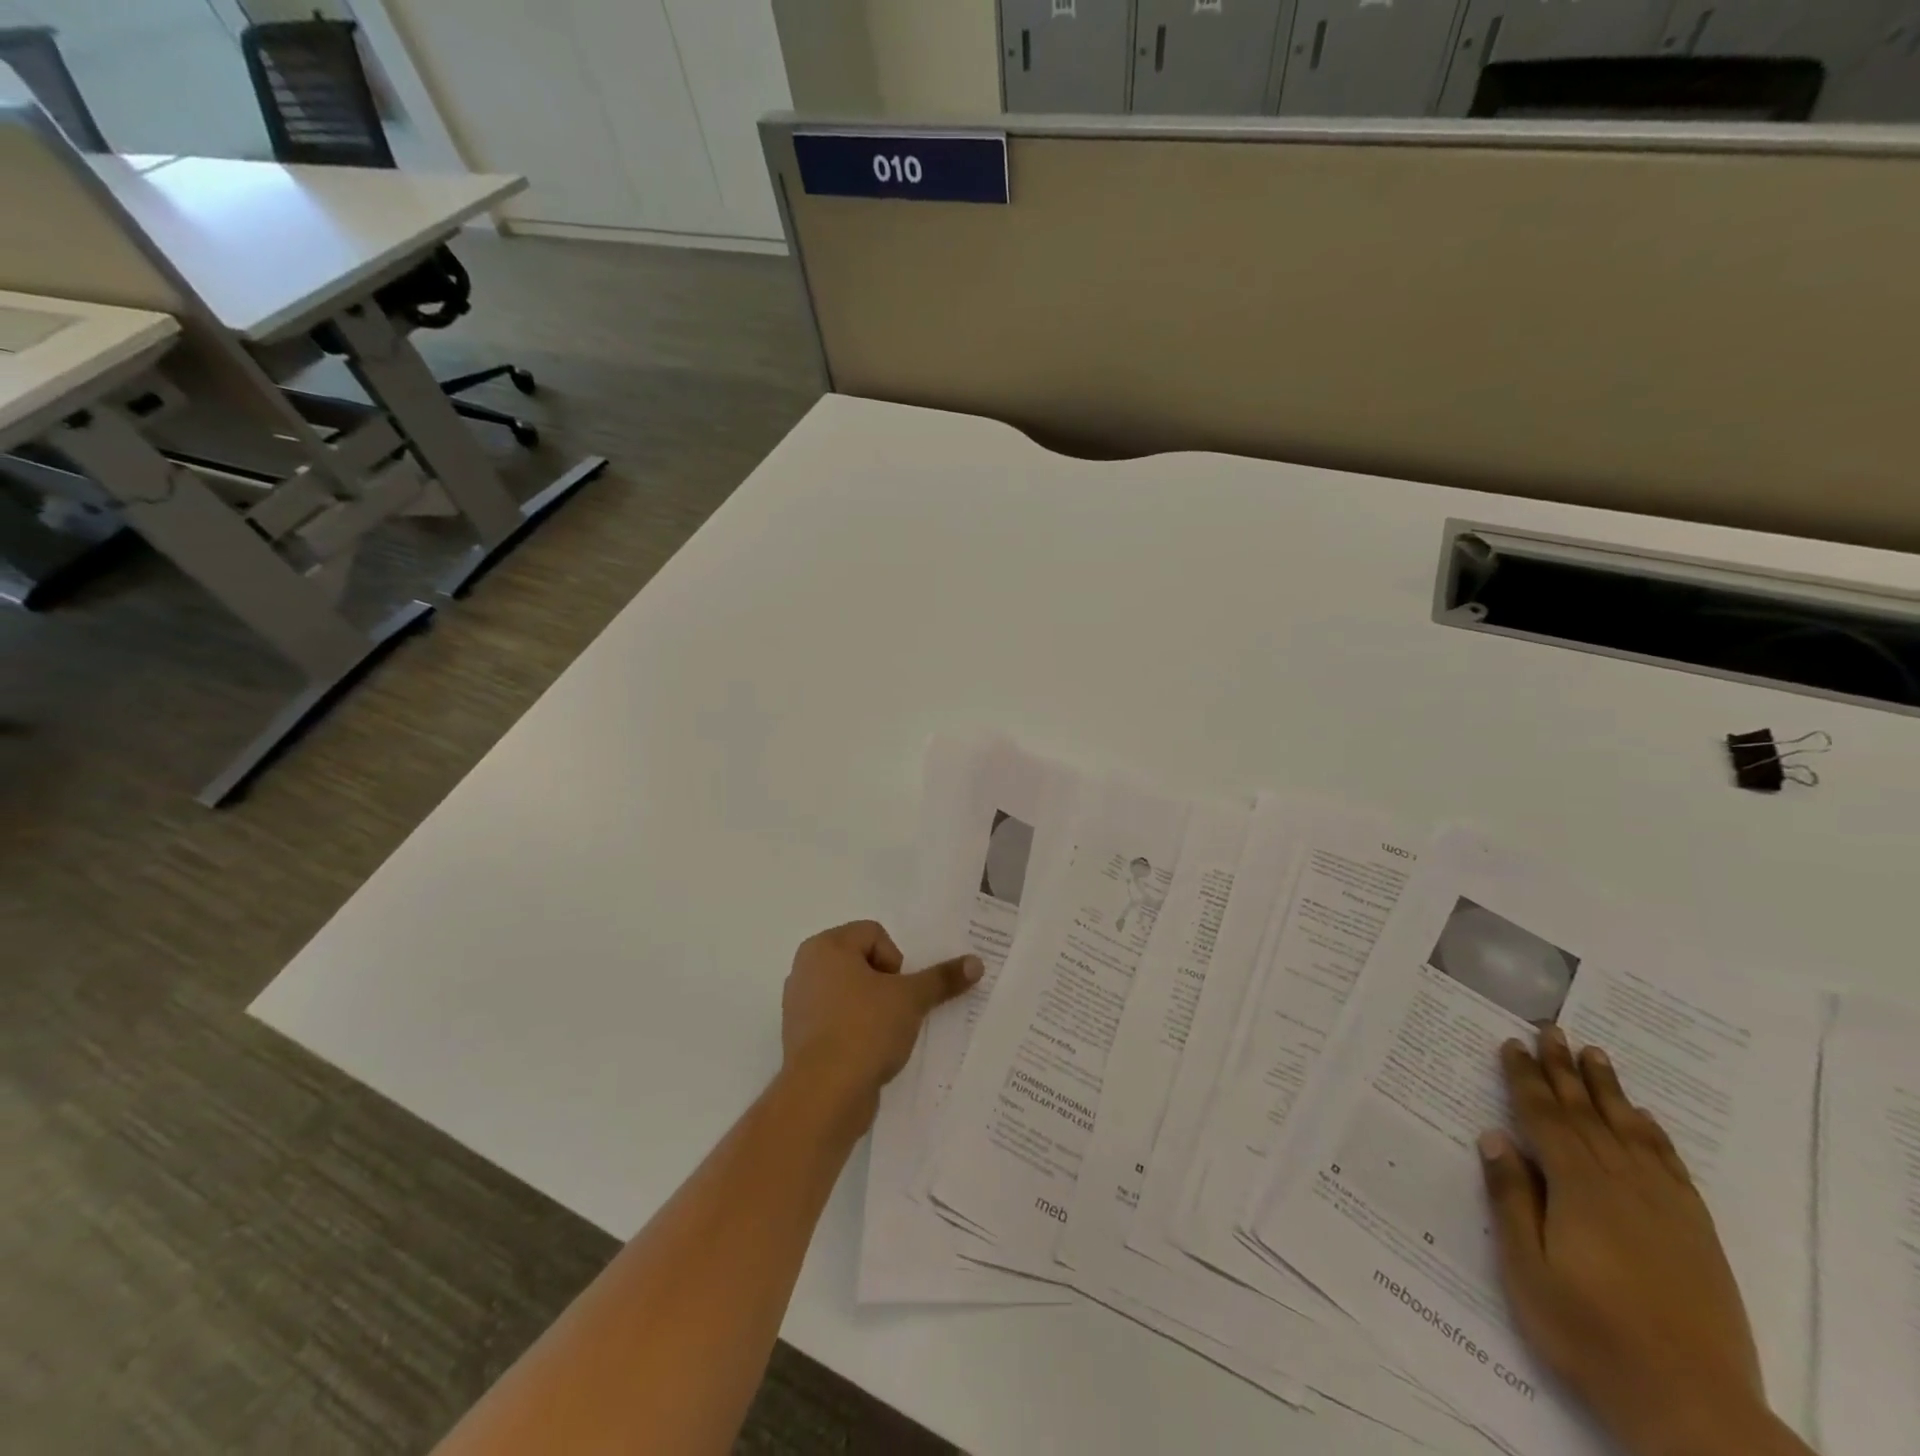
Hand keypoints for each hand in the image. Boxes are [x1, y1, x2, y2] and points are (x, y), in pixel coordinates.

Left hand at [780, 921, 981, 1125]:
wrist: (823, 1095)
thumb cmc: (864, 1029)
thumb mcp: (911, 999)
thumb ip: (942, 978)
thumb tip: (976, 962)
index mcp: (824, 947)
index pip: (874, 934)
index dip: (895, 960)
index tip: (899, 991)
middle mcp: (805, 968)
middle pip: (861, 962)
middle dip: (885, 985)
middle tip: (895, 1011)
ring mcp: (799, 1005)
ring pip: (849, 993)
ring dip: (871, 1008)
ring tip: (884, 1034)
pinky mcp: (800, 1038)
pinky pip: (836, 1021)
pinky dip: (854, 1030)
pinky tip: (868, 1053)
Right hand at [1480, 1026, 1794, 1455]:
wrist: (1692, 1404)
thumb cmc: (1589, 1332)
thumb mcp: (1527, 1268)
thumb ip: (1511, 1198)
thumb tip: (1495, 1136)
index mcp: (1576, 1188)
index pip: (1543, 1117)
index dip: (1525, 1078)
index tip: (1511, 1043)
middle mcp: (1621, 1184)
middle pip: (1586, 1113)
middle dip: (1564, 1069)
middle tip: (1551, 1029)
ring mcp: (1664, 1206)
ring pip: (1629, 1130)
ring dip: (1608, 1089)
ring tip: (1595, 1053)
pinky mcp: (1694, 1231)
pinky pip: (1670, 1166)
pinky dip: (1654, 1135)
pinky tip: (1644, 1118)